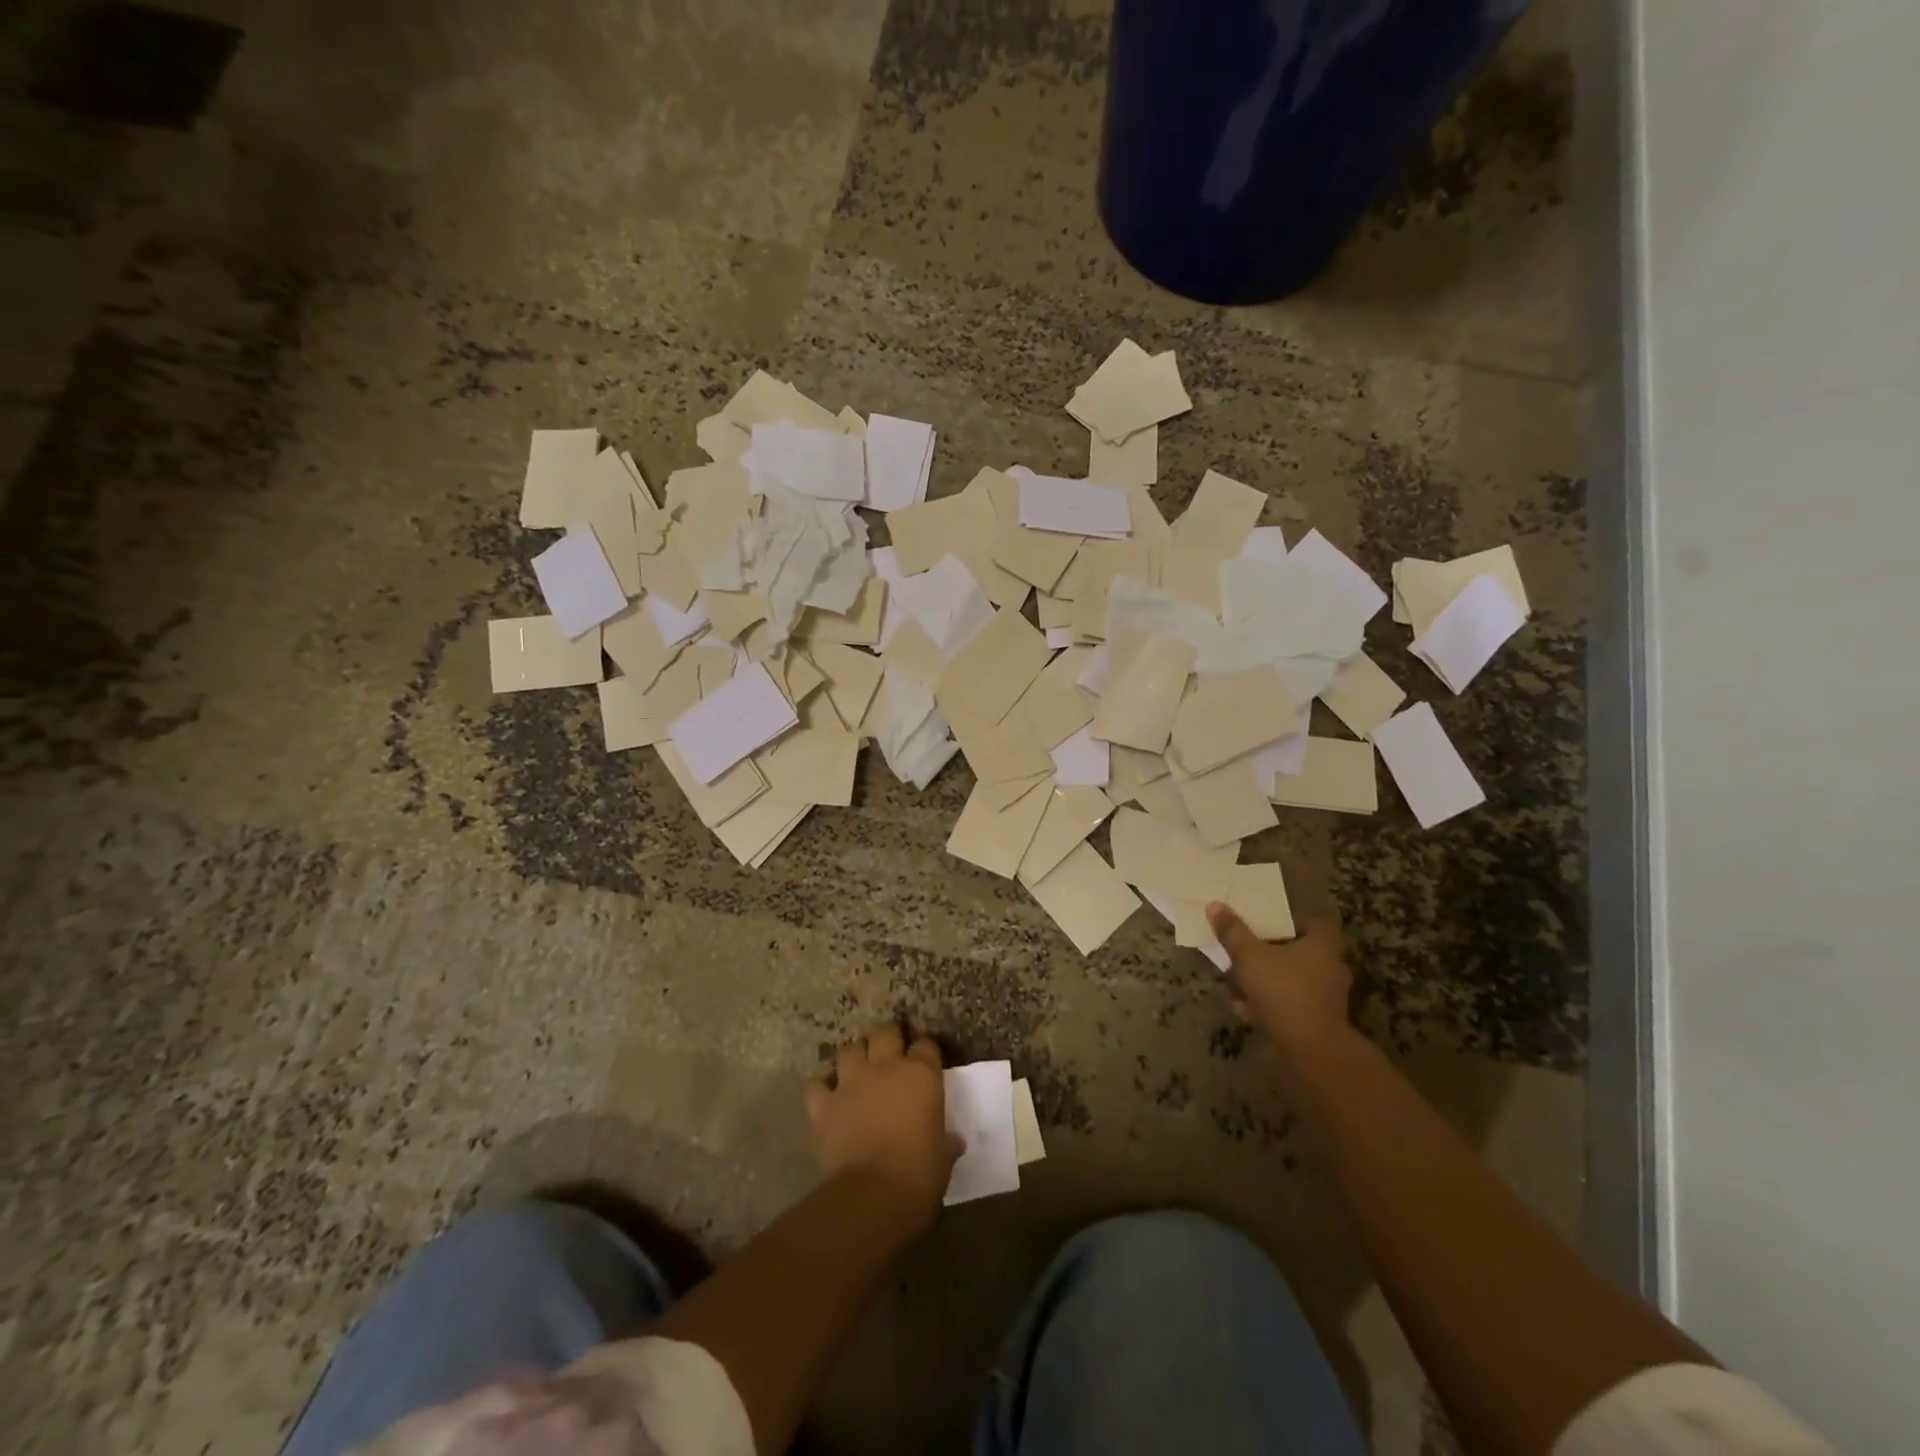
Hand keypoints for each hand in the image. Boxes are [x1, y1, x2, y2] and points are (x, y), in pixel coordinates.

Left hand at [805, 1023, 959, 1230]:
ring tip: (858, 1068)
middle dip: (888, 1038)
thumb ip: (947, 1143)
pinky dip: (820, 1088)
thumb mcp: (942, 1160)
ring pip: (850, 1049)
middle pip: (885, 1032)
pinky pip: (816, 1085)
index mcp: (922, 1075)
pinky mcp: (825, 1105)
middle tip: (890, 1052)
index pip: (926, 1044)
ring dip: (855, 1056)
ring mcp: (852, 1083)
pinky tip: (826, 1096)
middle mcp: (886, 1068)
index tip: (925, 1052)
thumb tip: (954, 1142)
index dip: (925, 1045)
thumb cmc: (918, 1176)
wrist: (871, 1197)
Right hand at [1206, 908, 1353, 1056]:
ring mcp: (1329, 999)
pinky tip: (1244, 1010)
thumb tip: (1216, 905)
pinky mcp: (1321, 1023)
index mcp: (1323, 945)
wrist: (1309, 1047)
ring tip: (1239, 985)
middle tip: (1248, 955)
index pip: (1315, 925)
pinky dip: (1271, 1006)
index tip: (1268, 929)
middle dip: (1274, 956)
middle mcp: (1332, 969)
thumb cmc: (1282, 989)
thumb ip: (1233, 931)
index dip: (1292, 925)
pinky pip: (1292, 1006)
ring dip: (1270, 983)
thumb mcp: (1249, 955)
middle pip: (1302, 954)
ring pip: (1295, 982)